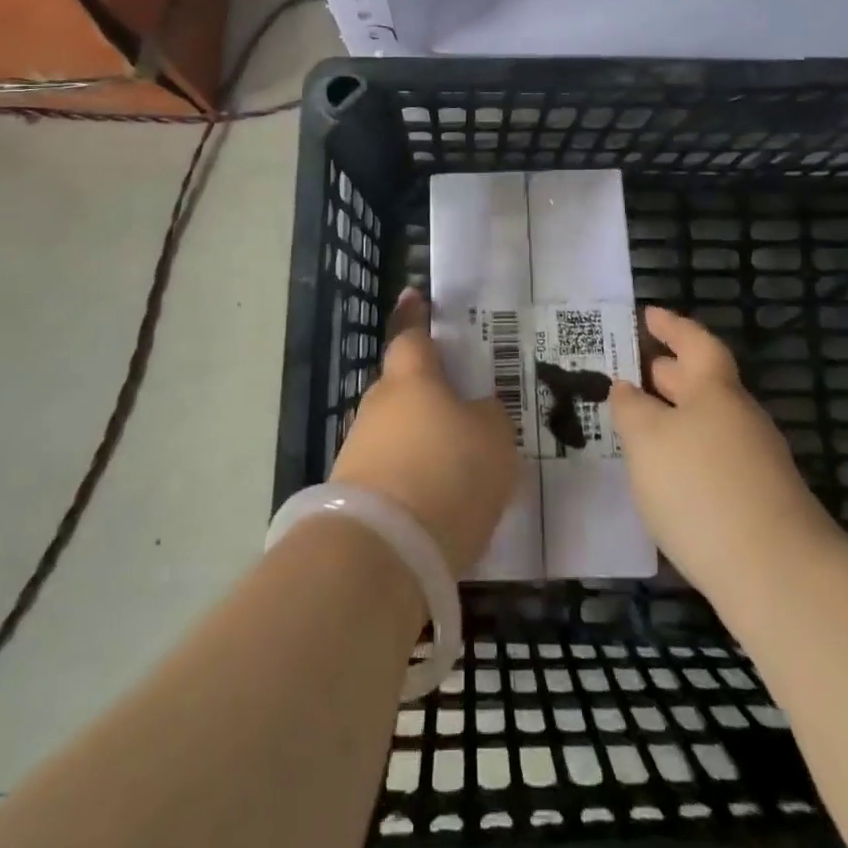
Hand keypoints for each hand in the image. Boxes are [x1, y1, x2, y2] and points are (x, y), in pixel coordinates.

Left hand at [329, 288, 517, 577]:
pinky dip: (412, 480)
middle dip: (425, 393)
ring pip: (396, 432)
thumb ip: (488, 417)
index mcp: (412, 379)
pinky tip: (436, 505)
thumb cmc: (448, 474)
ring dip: (420, 442)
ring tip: (456, 467)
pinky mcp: (353, 493)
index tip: (413, 295)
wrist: (384, 551)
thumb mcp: (494, 440)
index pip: (412, 336)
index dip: (416, 316)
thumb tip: (474, 412)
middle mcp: (379, 405)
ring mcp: (360, 449)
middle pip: (402, 387)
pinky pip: (392, 472)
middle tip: (459, 408)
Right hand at [611, 307, 840, 608]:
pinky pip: (712, 457)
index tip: (647, 315)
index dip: (671, 326)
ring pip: (706, 422)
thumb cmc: (700, 488)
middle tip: (631, 368)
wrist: (777, 575)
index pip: (695, 342)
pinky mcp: (758, 501)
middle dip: (666, 372)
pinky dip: (685, 452)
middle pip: (701, 382)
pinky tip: (664, 475)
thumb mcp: (647, 439)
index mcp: (715, 390)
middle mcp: (739, 417)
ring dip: (673, 415)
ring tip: (637, 424)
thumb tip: (626, 388)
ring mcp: (754, 461)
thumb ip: (631, 408)